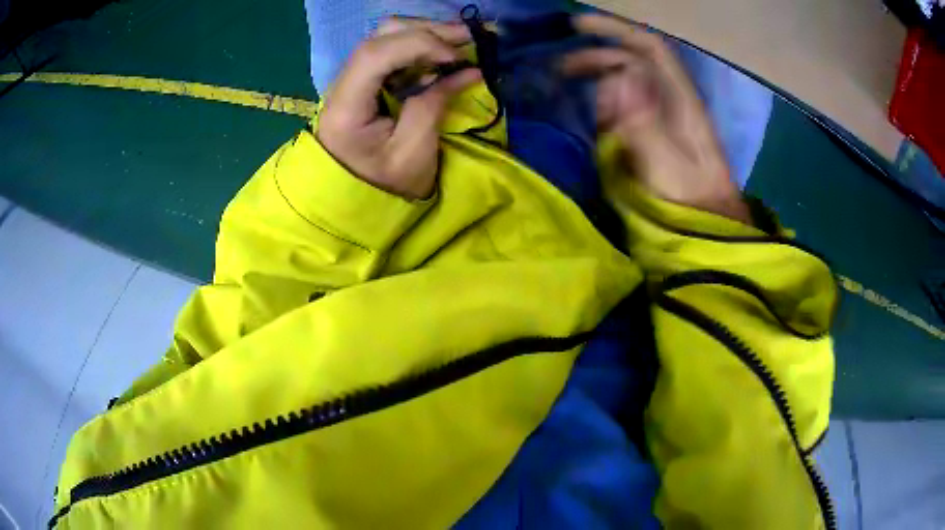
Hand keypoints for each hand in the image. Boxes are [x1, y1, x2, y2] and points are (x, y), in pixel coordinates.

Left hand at [317, 19, 482, 199]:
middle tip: (467, 37)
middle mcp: (342, 86)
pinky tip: (442, 53)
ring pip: (384, 38)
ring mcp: (350, 82)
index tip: (454, 57)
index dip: (418, 44)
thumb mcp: (414, 152)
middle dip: (426, 31)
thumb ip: (435, 104)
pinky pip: (389, 51)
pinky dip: (419, 46)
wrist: (355, 202)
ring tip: (459, 41)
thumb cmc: (385, 186)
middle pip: (379, 37)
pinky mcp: (362, 83)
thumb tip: (466, 70)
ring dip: (424, 33)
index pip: (375, 55)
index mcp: (347, 108)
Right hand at [563, 14, 750, 223]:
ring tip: (566, 84)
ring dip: (596, 76)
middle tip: (560, 66)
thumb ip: (643, 122)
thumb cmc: (691, 200)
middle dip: (596, 54)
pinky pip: (624, 106)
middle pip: (633, 61)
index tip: (576, 26)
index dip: (615, 29)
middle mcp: (671, 99)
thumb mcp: (667, 163)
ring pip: (627, 82)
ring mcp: (661, 117)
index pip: (649, 48)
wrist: (707, 227)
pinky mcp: (652, 135)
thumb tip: (616, 77)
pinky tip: (588, 111)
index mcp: (681, 99)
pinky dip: (602, 102)